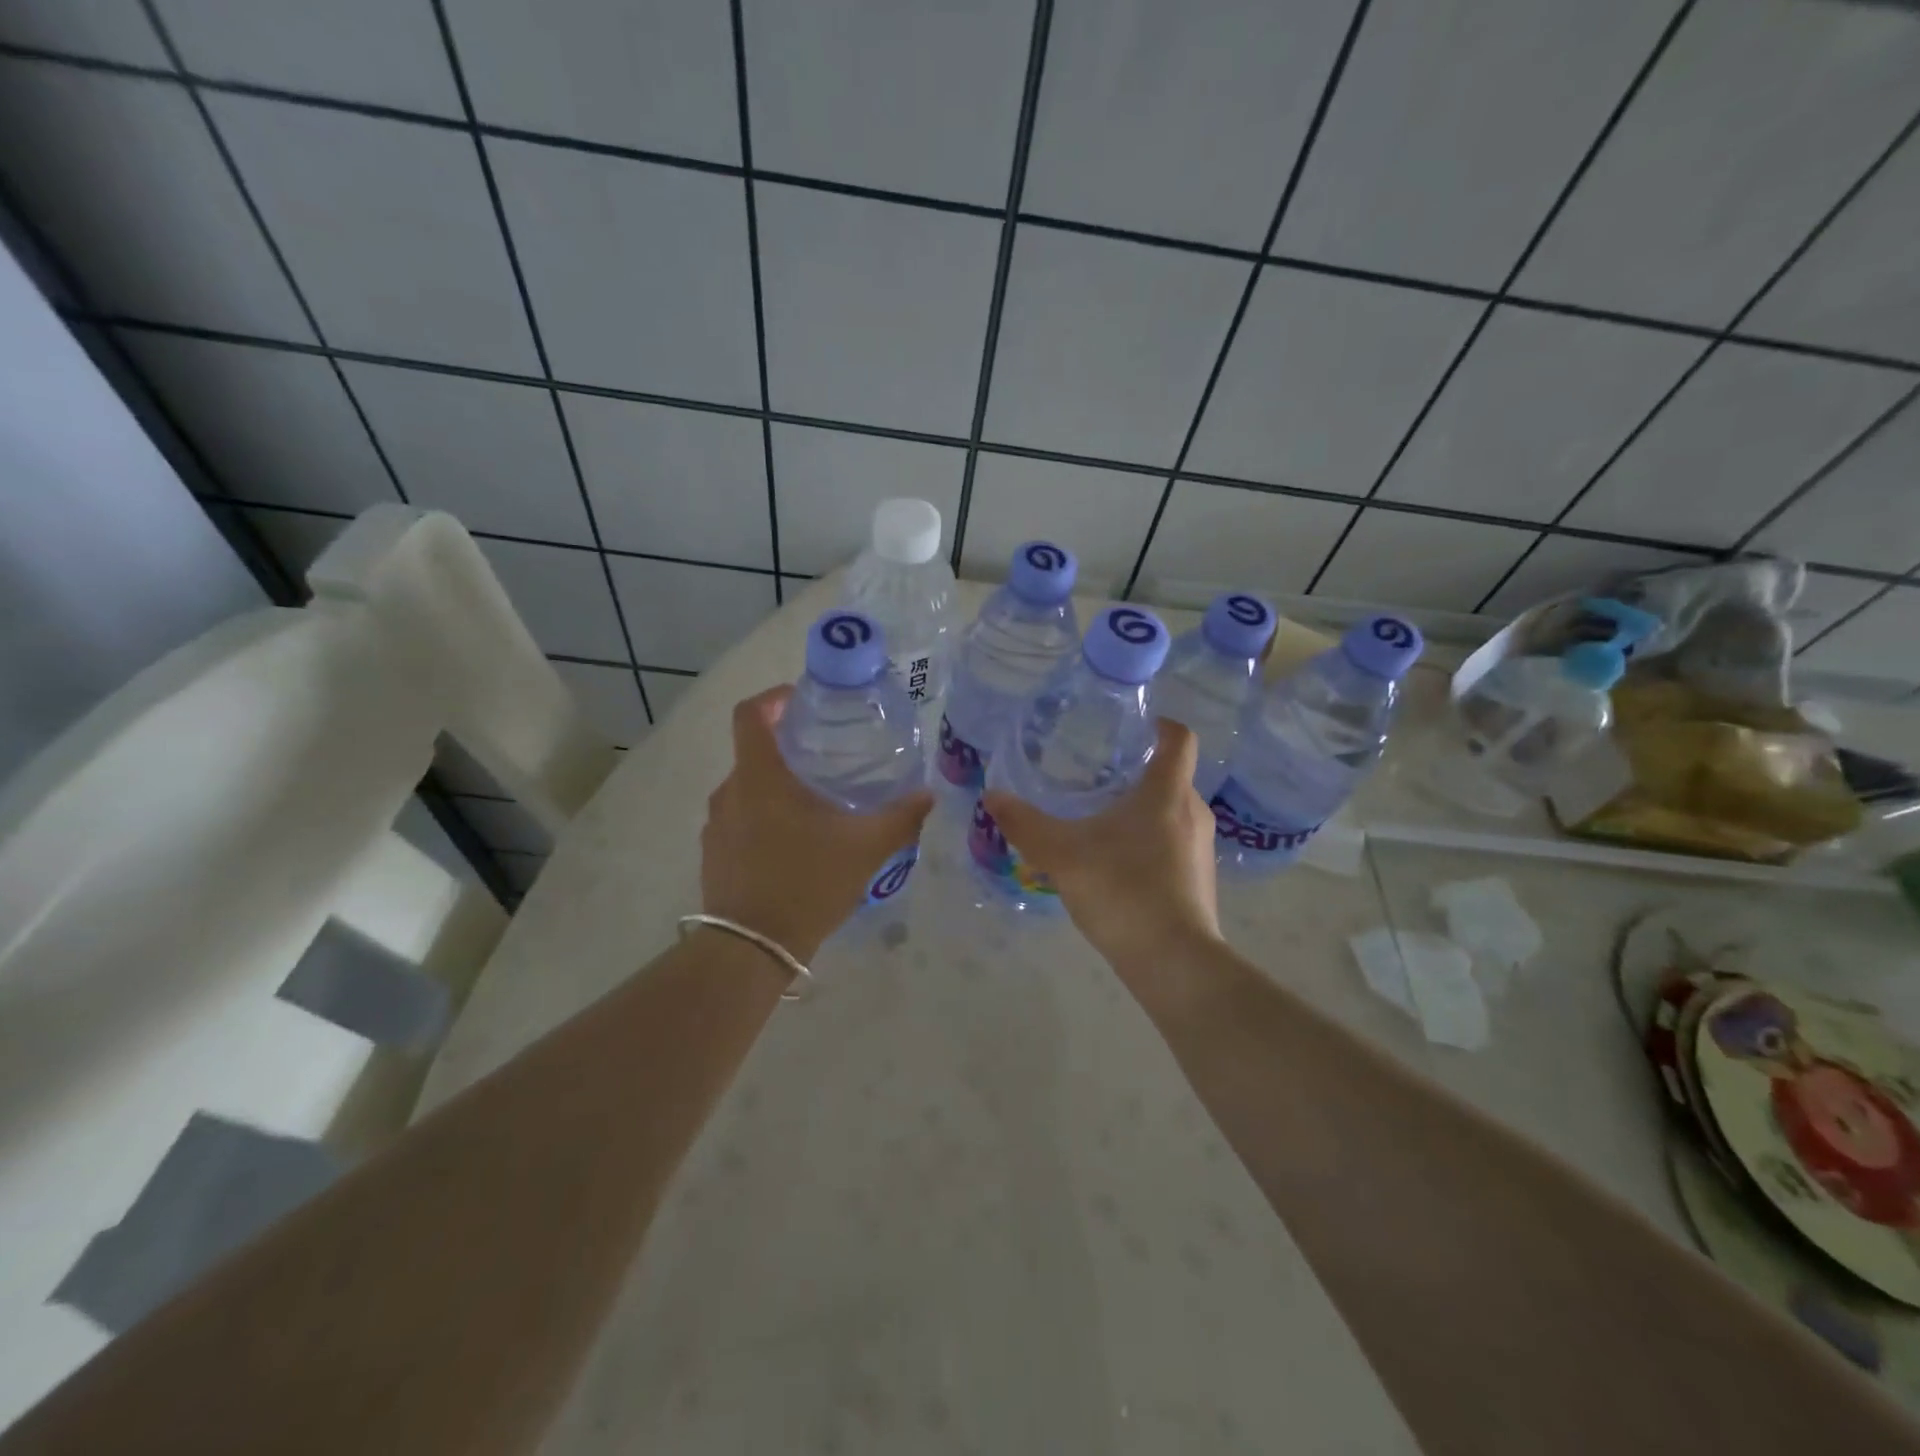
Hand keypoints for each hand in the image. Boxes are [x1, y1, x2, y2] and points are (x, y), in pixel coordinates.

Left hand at [701, 685, 932, 961]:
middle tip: (827, 758)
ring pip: (748, 788)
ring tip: (816, 803)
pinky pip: (739, 819)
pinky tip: (794, 844)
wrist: (752, 949)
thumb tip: (928, 795)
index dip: (773, 698)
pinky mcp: (713, 853)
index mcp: (760, 777)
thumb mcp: (865, 847)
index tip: (802, 701)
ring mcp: (716, 825)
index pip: (750, 714)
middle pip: (754, 751)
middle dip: (788, 748)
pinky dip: (764, 817)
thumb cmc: (807, 883)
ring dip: (777, 787)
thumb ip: (900, 817)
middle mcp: (730, 792)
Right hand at [983, 718, 1222, 975]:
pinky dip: (1149, 840)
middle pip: (1171, 775)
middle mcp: (1193, 812)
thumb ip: (1025, 824)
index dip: (1160, 724)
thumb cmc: (1122, 891)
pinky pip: (1174, 842)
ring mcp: (1201, 848)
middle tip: (1095, 774)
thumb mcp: (1062, 854)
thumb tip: (991, 796)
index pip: (1179, 738)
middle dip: (1137, 770)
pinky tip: (1116, 862)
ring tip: (1100, 818)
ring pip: (1172, 811)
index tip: (1131, 725)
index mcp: (1167, 792)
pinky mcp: (1199, 879)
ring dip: (1142, 808)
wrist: (1173, 962)